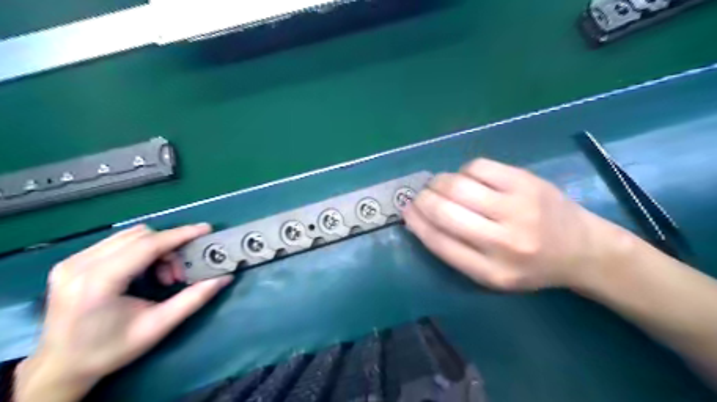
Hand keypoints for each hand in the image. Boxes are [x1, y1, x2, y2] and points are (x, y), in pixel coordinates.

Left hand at [13, 223, 231, 401]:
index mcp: (98, 283)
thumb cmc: (111, 349)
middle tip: (179, 274)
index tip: (206, 229)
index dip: (180, 235)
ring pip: (129, 236)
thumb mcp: (158, 326)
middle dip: (169, 247)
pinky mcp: (70, 263)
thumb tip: (224, 278)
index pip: (147, 245)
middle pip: (140, 236)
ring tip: (161, 275)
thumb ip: (193, 299)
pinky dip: (140, 250)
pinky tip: (143, 272)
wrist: (60, 366)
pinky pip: (117, 242)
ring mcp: (71, 262)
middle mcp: (80, 265)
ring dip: (155, 248)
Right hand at [403, 158, 631, 291]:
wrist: (582, 249)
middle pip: (445, 211)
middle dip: (423, 199)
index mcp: (491, 272)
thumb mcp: (491, 275)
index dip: (416, 222)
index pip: (439, 242)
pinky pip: (478, 167)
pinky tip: (467, 178)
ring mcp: (518, 207)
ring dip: (439, 182)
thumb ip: (455, 251)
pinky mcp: (526, 182)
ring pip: (458, 185)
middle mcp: (504, 241)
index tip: (406, 211)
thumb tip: (418, 218)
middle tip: (420, 195)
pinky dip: (463, 171)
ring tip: (440, 185)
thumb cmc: (530, 266)